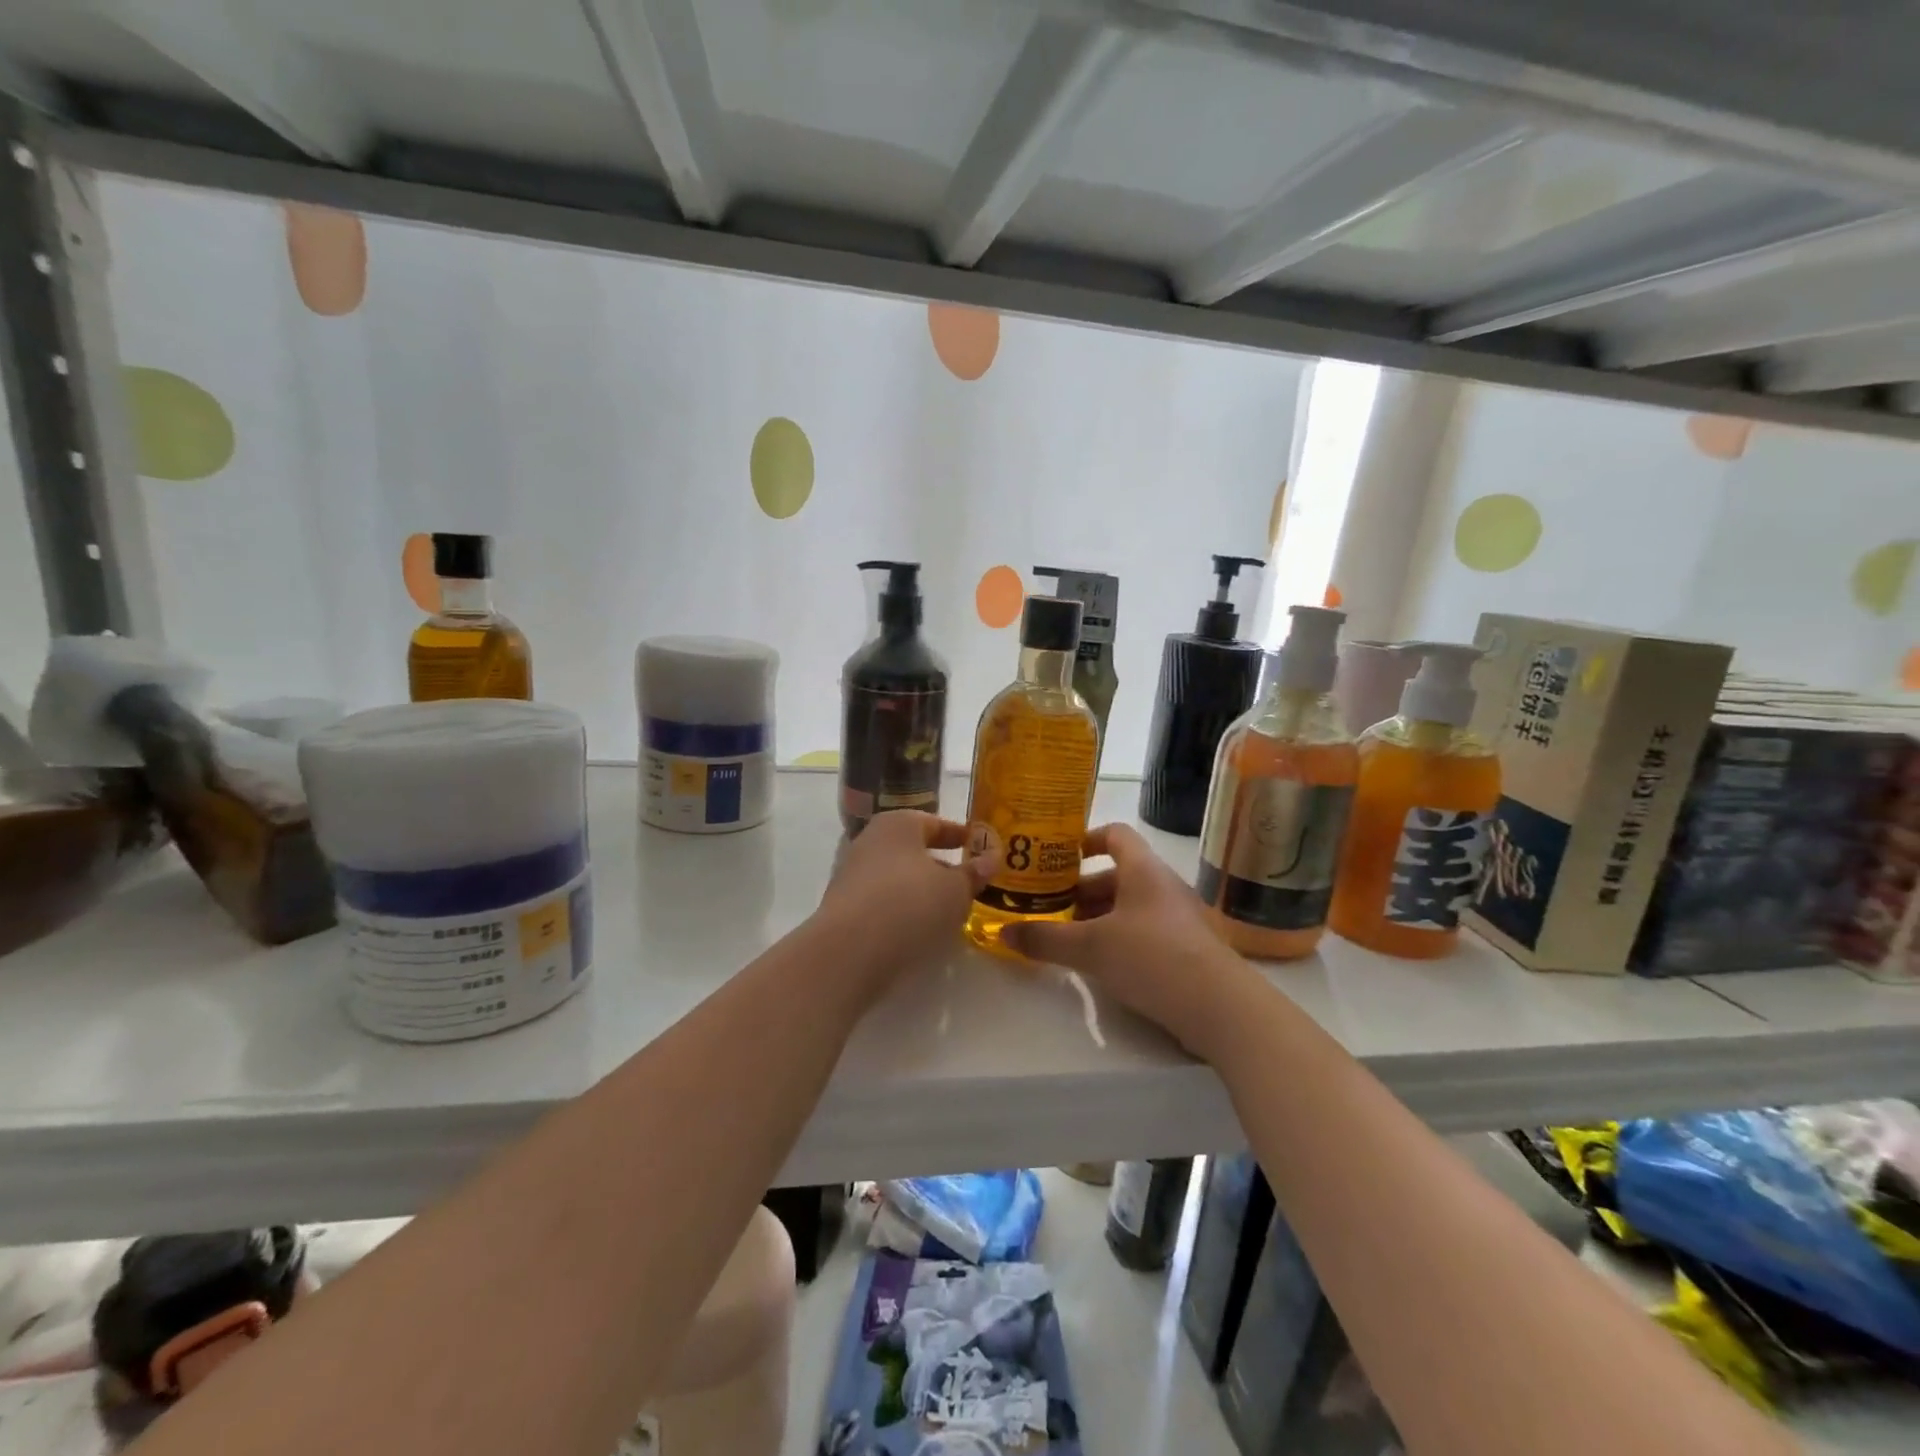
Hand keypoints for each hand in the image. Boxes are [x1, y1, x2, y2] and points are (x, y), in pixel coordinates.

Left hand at [814, 811, 994, 985]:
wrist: (850, 951)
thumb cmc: (911, 904)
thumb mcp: (956, 889)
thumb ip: (974, 873)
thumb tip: (991, 858)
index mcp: (898, 824)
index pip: (936, 823)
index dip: (961, 836)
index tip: (980, 847)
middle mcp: (870, 840)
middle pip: (913, 849)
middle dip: (940, 864)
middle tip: (968, 882)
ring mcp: (852, 873)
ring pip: (897, 876)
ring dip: (921, 889)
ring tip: (948, 911)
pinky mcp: (843, 906)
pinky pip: (882, 901)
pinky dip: (902, 909)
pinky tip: (919, 929)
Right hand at [1001, 823, 1254, 1057]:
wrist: (1221, 1008)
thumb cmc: (1152, 958)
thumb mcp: (1090, 948)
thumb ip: (1045, 939)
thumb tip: (1004, 933)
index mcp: (1143, 870)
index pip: (1115, 834)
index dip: (1086, 839)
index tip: (1058, 856)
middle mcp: (1163, 886)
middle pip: (1118, 874)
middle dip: (1083, 889)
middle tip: (1051, 908)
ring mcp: (1179, 918)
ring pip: (1131, 905)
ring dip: (1100, 917)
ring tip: (1069, 938)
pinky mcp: (1188, 949)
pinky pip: (1146, 931)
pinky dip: (1120, 938)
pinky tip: (1102, 964)